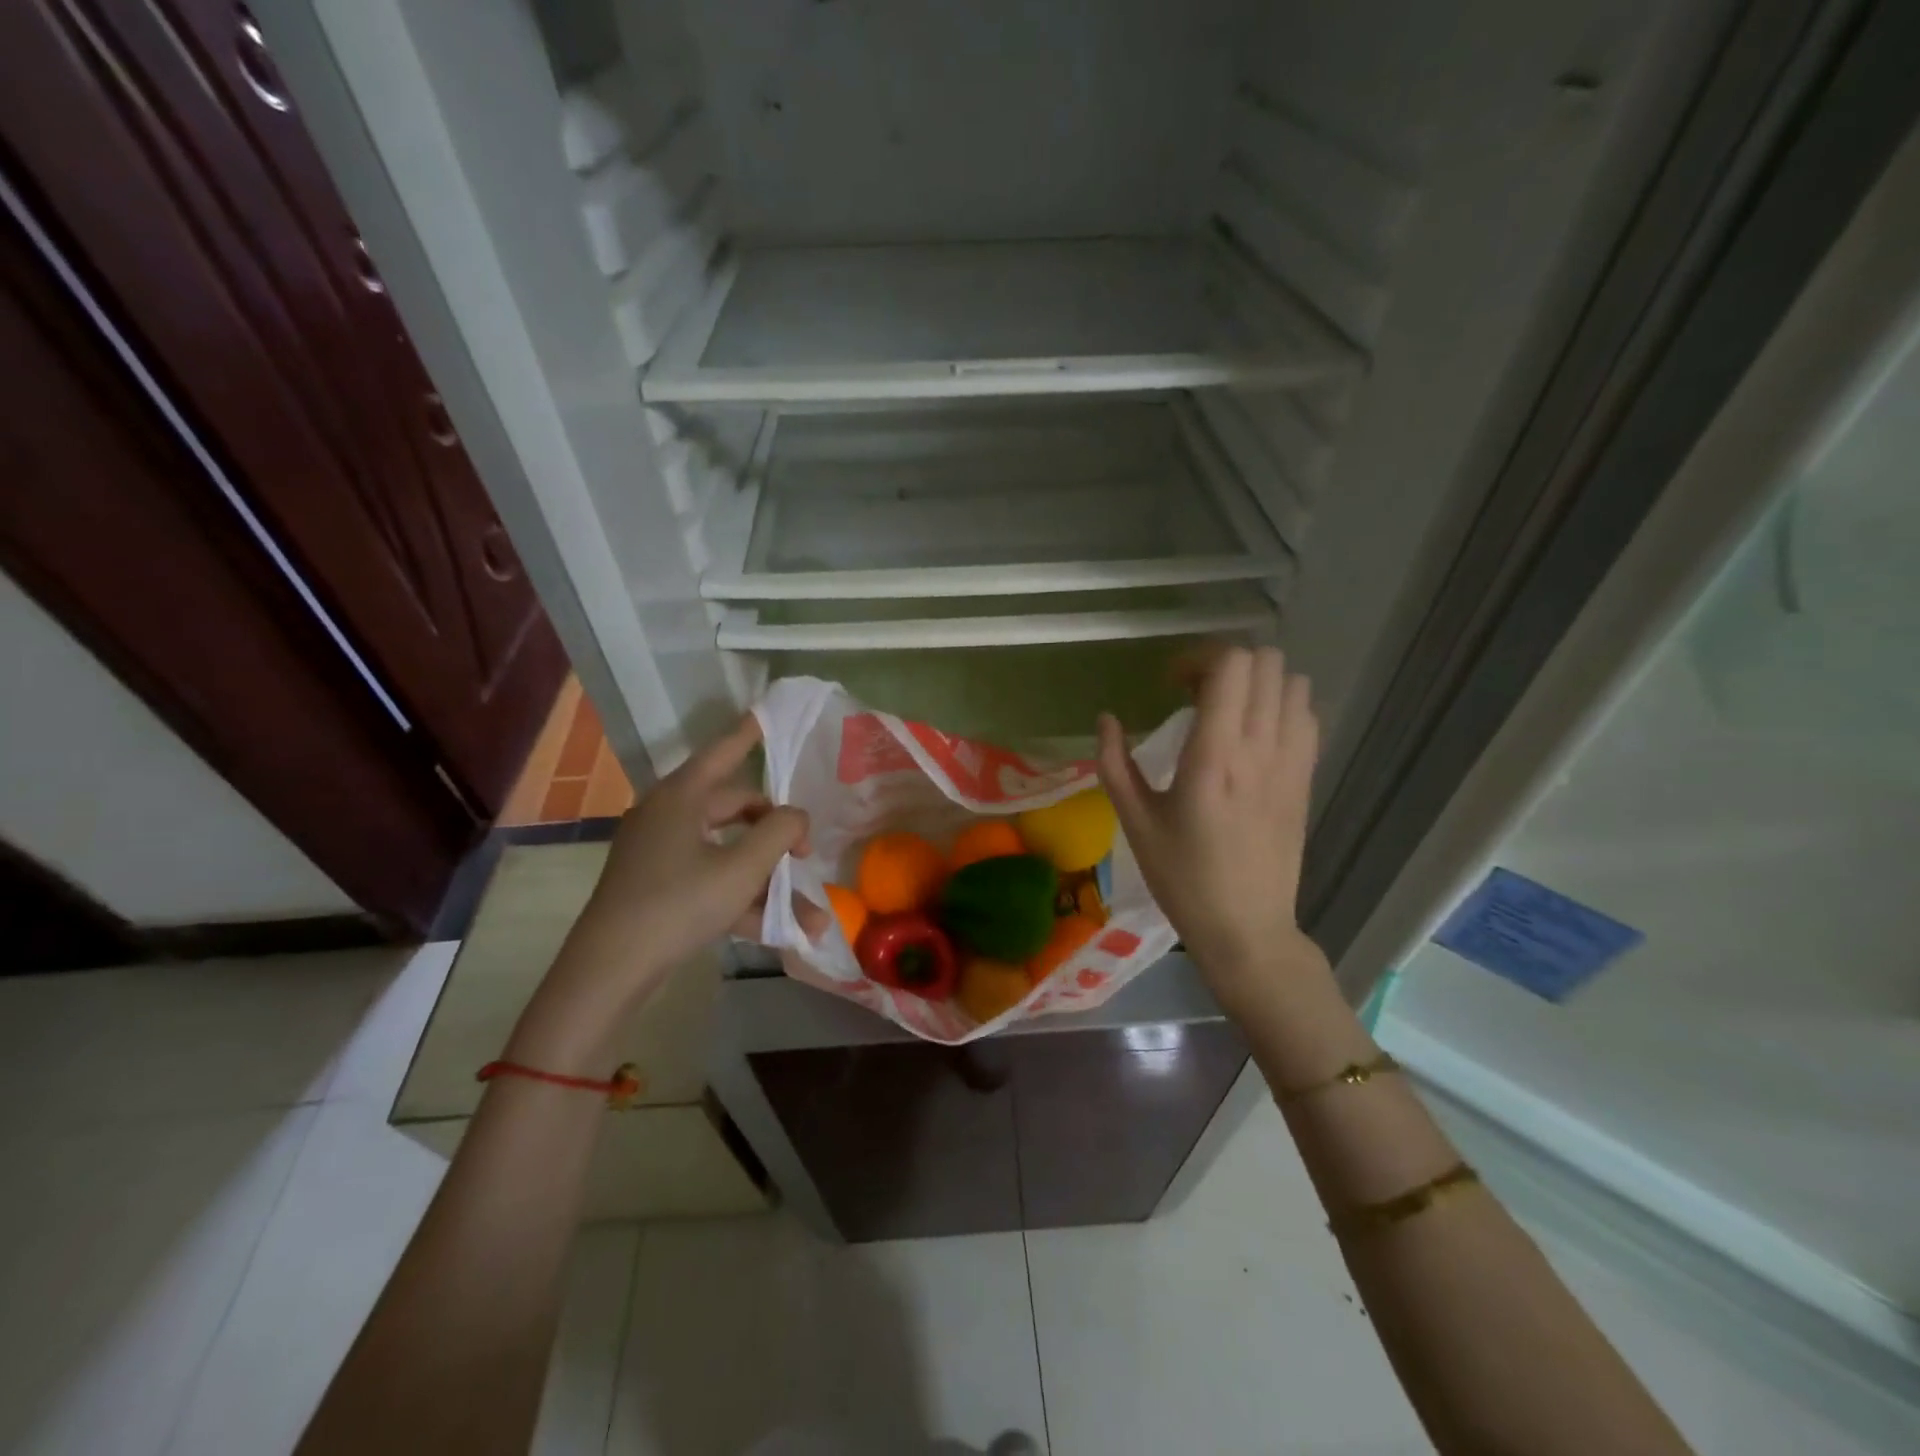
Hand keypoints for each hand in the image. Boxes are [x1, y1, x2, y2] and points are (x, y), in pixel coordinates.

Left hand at [584, 713, 811, 966]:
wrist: (610, 969)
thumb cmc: (679, 903)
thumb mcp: (742, 868)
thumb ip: (780, 833)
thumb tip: (796, 817)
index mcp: (682, 797)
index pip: (723, 752)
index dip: (748, 734)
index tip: (766, 713)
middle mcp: (668, 815)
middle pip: (734, 808)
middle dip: (777, 835)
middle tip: (806, 856)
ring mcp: (659, 853)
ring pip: (727, 853)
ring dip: (767, 880)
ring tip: (807, 915)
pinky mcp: (656, 886)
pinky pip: (709, 879)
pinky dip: (741, 898)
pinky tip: (778, 929)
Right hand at [1096, 646, 1327, 1018]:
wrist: (1247, 928)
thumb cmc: (1182, 878)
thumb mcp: (1135, 822)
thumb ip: (1114, 764)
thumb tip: (1105, 719)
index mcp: (1214, 757)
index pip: (1231, 667)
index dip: (1198, 658)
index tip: (1171, 684)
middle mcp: (1260, 749)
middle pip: (1266, 662)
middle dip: (1226, 663)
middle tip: (1195, 692)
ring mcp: (1292, 762)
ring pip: (1293, 683)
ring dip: (1258, 682)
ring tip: (1227, 709)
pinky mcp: (1306, 778)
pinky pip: (1306, 716)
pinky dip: (1281, 705)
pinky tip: (1254, 733)